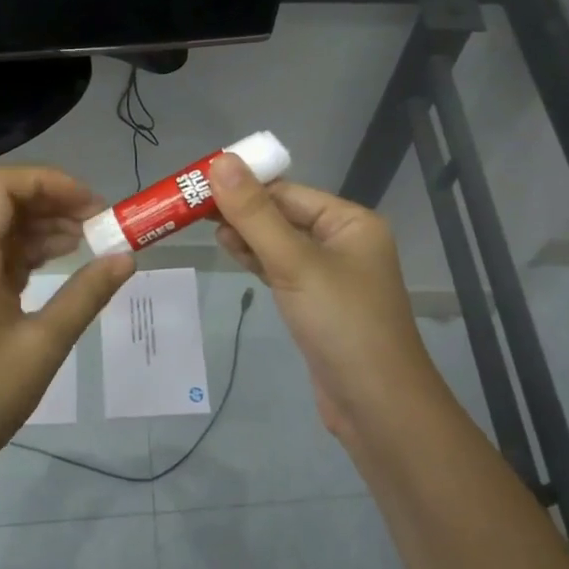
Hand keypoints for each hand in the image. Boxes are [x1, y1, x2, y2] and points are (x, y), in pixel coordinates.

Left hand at [0, 167, 135, 487]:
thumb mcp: (44, 344)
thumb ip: (87, 294)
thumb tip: (126, 258)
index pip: (0, 186)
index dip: (49, 182)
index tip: (92, 205)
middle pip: (1, 204)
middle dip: (53, 204)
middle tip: (101, 223)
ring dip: (43, 229)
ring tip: (90, 243)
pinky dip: (28, 255)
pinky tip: (60, 266)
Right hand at [210, 154, 446, 440]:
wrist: (377, 407)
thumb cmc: (341, 324)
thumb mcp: (294, 263)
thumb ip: (255, 214)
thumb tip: (221, 161)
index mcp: (350, 222)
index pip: (288, 192)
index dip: (244, 185)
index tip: (199, 182)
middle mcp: (344, 242)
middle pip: (283, 215)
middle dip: (241, 210)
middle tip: (192, 206)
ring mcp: (331, 275)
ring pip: (280, 243)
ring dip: (246, 235)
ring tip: (203, 226)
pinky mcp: (316, 304)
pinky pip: (282, 270)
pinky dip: (256, 260)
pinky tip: (230, 251)